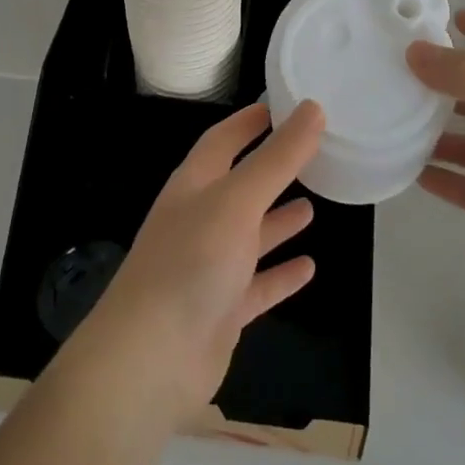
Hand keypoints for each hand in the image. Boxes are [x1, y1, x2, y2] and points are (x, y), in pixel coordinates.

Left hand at [68, 100, 325, 426]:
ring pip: (250, 236)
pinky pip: (258, 285)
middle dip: (270, 170)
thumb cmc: (193, 261)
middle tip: (312, 155)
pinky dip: (281, 275)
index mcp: (194, 185)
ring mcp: (210, 267)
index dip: (249, 122)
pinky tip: (309, 268)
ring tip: (313, 206)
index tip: (280, 106)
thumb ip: (278, 157)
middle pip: (240, 186)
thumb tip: (313, 108)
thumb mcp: (238, 199)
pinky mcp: (222, 311)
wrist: (151, 358)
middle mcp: (200, 220)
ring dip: (277, 221)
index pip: (222, 140)